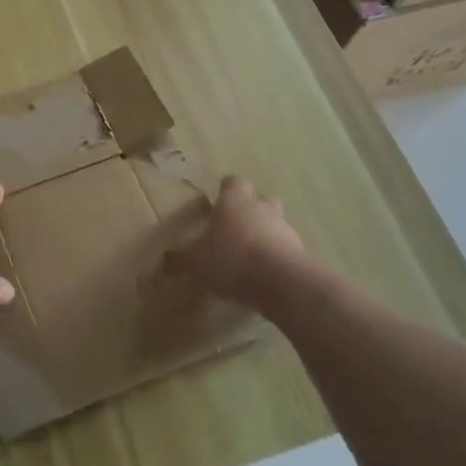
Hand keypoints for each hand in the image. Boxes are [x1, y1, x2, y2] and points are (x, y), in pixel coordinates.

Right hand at [163, 176, 307, 308]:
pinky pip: (285, 247)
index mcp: (234, 201)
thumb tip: (164, 260)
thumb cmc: (232, 260)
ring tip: (249, 254)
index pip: (231, 183)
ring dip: (265, 232)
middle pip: (259, 198)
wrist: (282, 283)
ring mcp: (285, 227)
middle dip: (249, 209)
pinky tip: (264, 273)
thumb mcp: (195, 263)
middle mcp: (261, 207)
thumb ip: (179, 259)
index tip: (216, 204)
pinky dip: (276, 255)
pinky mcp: (300, 250)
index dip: (224, 192)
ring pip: (275, 222)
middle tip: (234, 227)